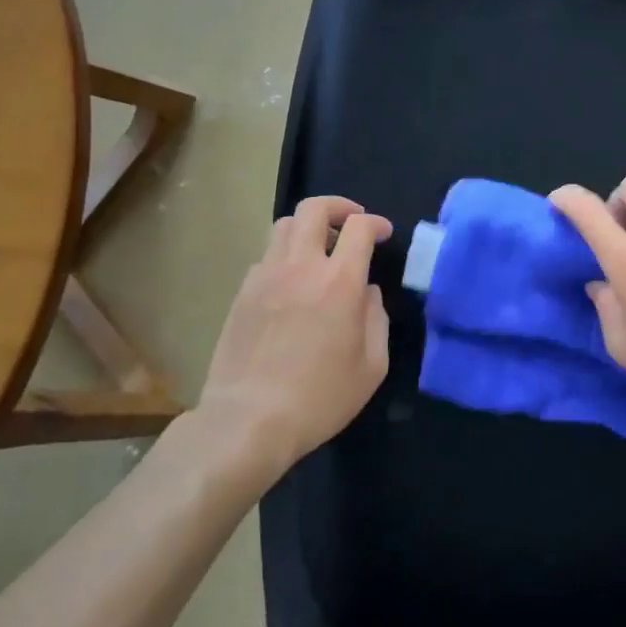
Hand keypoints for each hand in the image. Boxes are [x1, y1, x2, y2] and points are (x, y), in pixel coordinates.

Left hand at [193, 196, 392, 488]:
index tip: (383, 234)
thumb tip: (368, 293)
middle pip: (314, 208)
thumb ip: (376, 319)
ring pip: (284, 225)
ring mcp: (266, 276)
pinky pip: (266, 256)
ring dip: (308, 227)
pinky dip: (285, 256)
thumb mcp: (371, 367)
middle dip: (338, 206)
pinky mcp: (242, 293)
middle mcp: (301, 266)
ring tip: (320, 248)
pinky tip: (292, 282)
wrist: (248, 420)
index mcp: (340, 281)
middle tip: (351, 222)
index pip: (358, 227)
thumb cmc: (320, 398)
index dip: (375, 223)